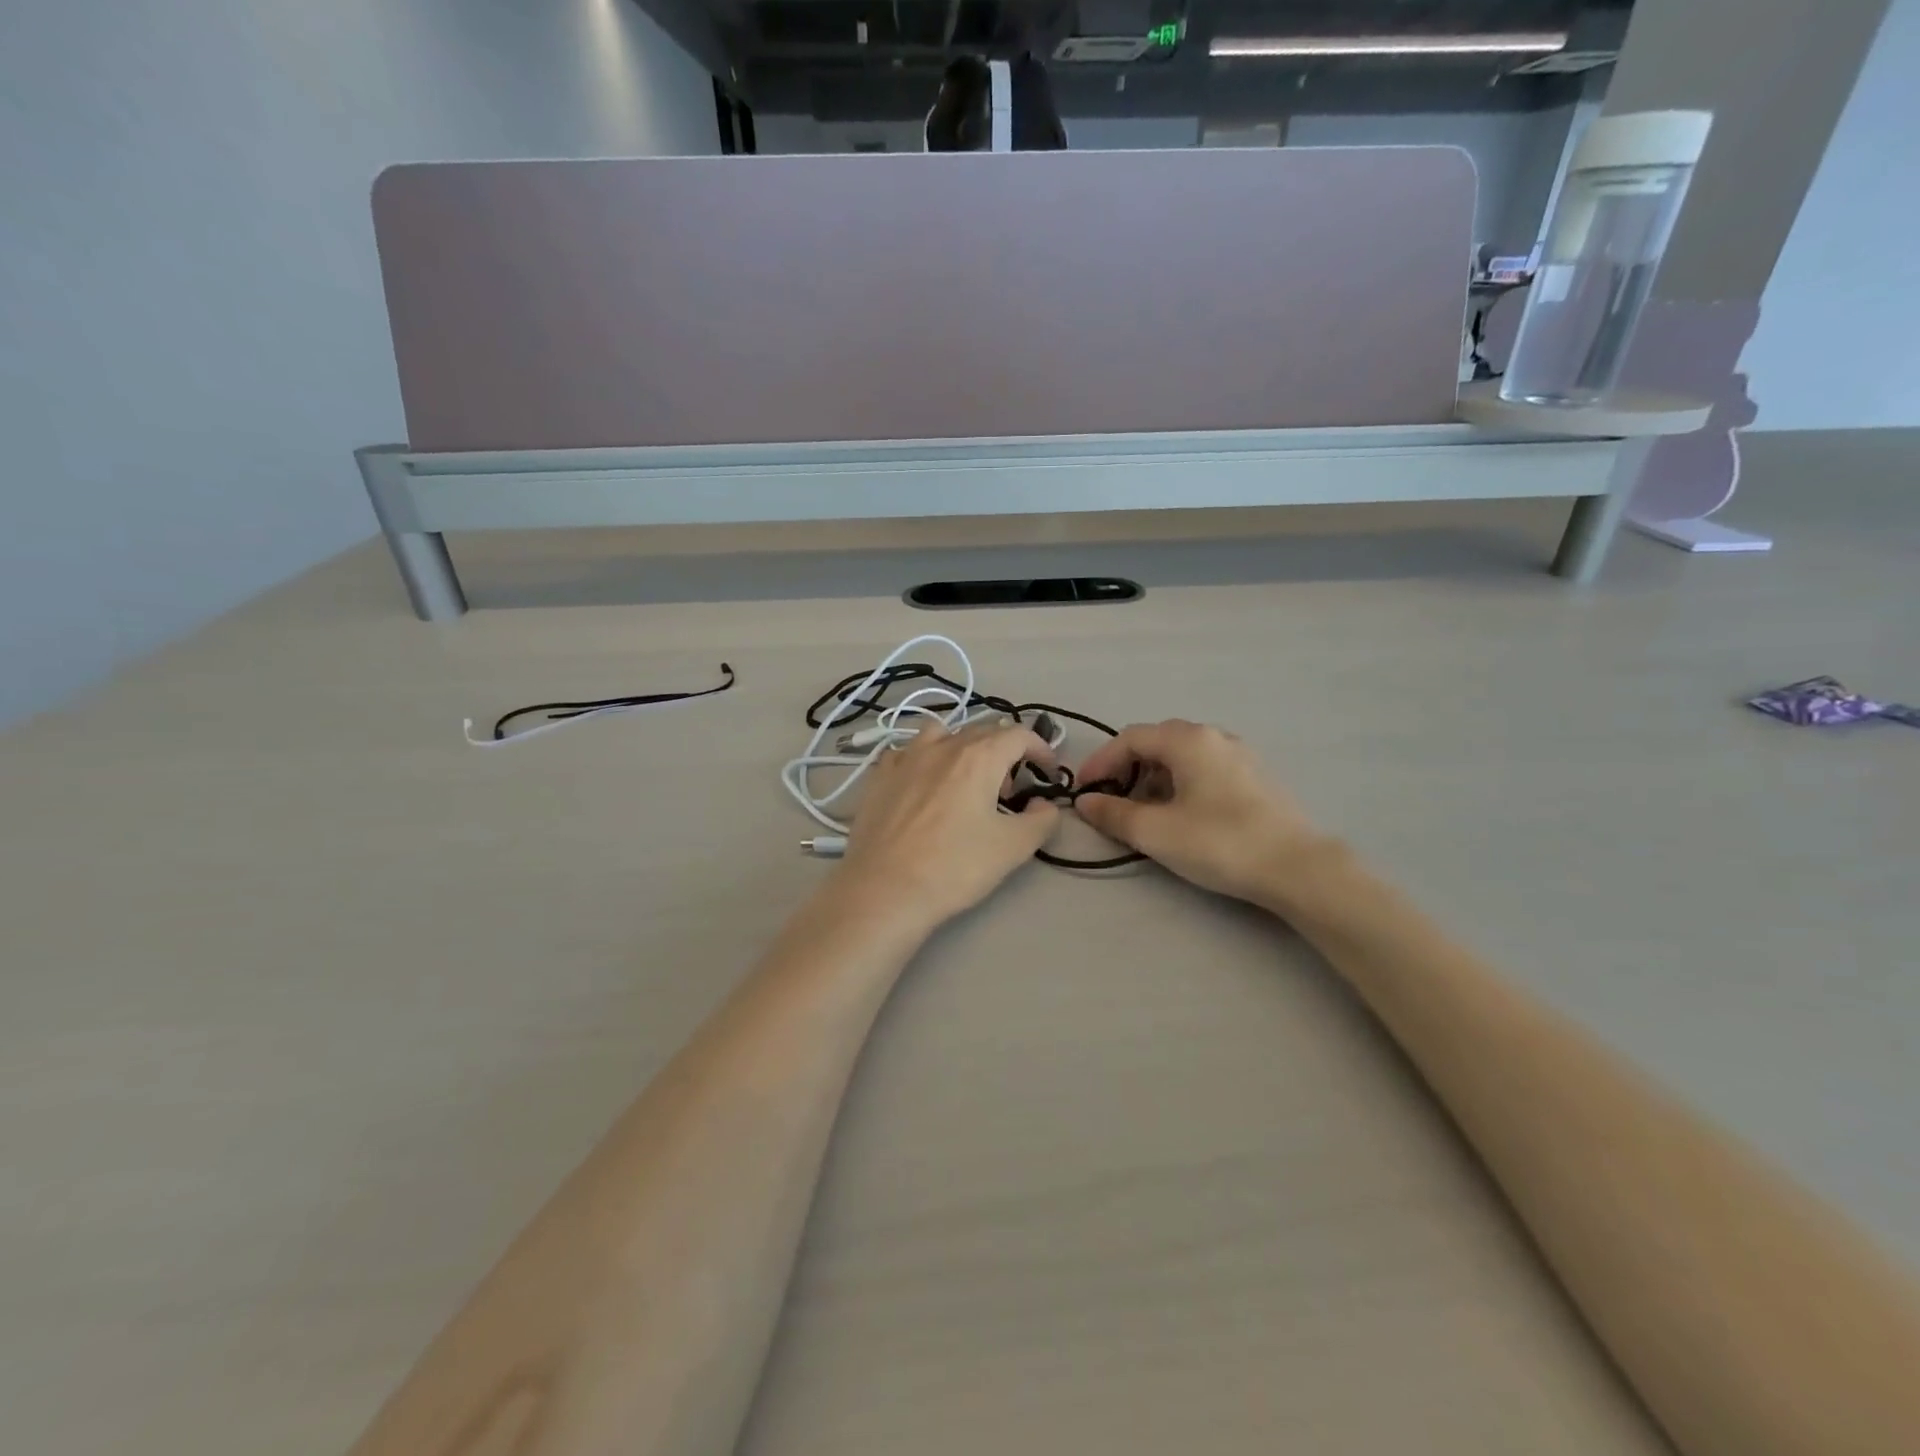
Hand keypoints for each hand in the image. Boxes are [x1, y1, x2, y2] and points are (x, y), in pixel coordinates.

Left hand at [837, 722, 1059, 927]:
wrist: (884, 890)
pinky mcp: (879, 776)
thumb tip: (1043, 804)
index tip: (1048, 771)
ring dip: (962, 747)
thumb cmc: (954, 867)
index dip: (1040, 749)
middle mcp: (942, 746)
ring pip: (942, 733)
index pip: (1019, 735)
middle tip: (1010, 790)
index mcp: (978, 757)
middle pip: (982, 731)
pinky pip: (907, 752)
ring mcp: (905, 757)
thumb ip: (1041, 819)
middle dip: (1005, 753)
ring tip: (965, 780)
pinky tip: (923, 785)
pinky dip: (924, 759)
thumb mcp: (1014, 847)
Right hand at [1074, 721, 1331, 904]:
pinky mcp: (1255, 777)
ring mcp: (1239, 754)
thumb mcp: (1155, 831)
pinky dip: (1179, 785)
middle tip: (1111, 802)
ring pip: (1181, 757)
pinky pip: (1204, 769)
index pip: (1129, 739)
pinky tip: (1181, 815)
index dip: (1100, 763)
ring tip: (1143, 814)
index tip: (1082, 792)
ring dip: (1152, 779)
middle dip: (1126, 770)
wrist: (1298, 868)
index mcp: (1187, 740)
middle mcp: (1214, 736)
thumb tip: (1085, 801)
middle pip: (1156, 743)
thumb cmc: (1219, 842)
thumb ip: (1113, 813)